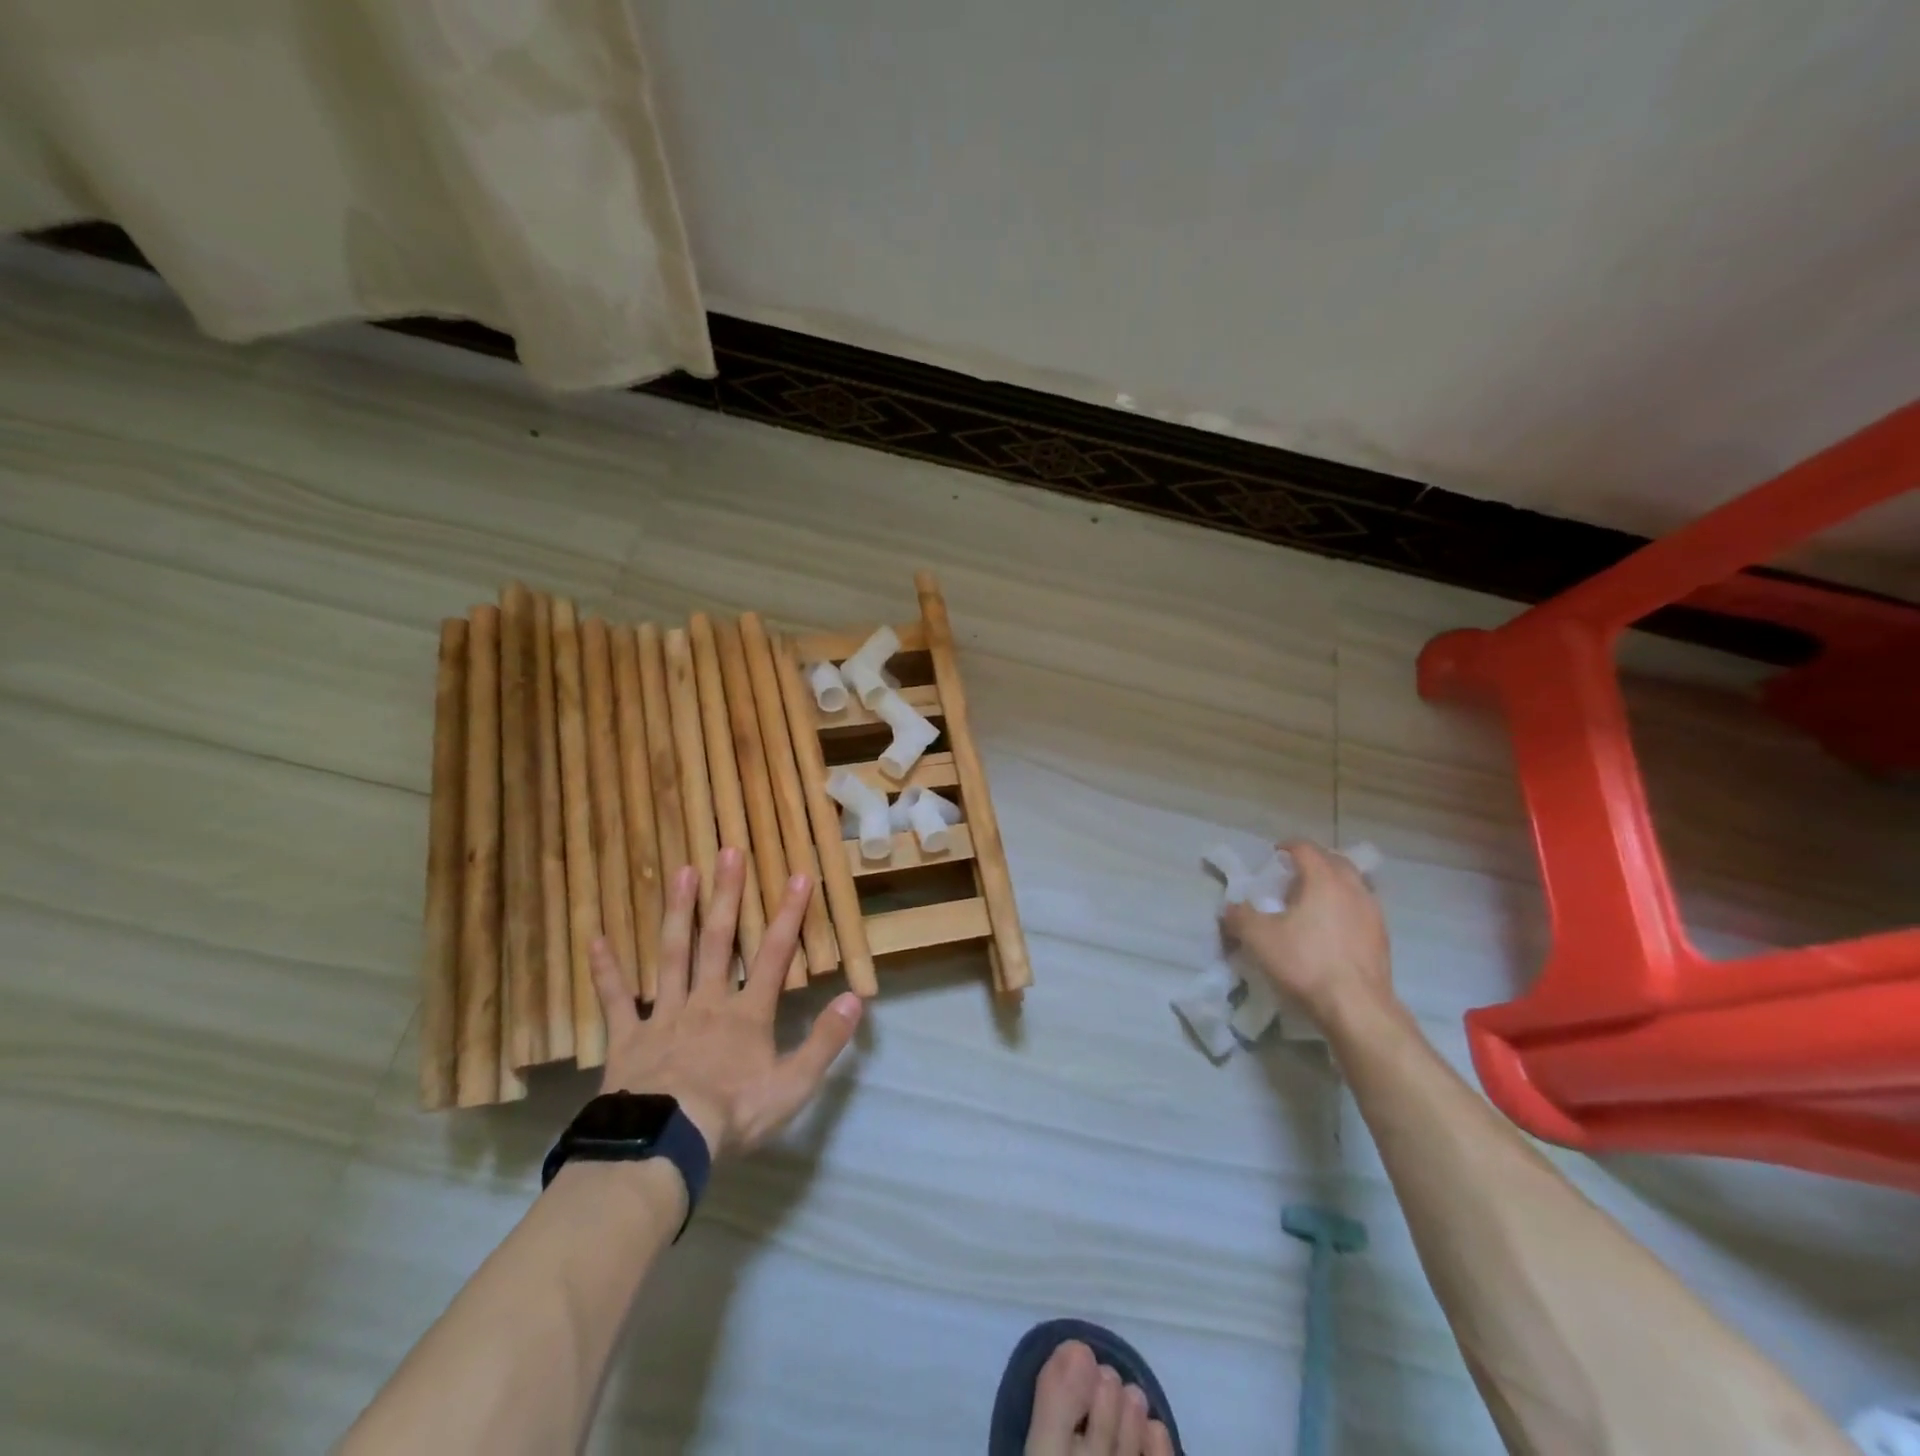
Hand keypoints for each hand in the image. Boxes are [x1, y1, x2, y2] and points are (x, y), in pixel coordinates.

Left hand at [587, 848, 863, 1160]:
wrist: (664, 1145)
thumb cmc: (732, 1115)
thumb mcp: (793, 1086)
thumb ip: (824, 1040)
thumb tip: (855, 998)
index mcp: (746, 1014)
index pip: (773, 955)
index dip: (788, 915)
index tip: (798, 876)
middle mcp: (706, 1002)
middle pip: (718, 940)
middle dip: (727, 895)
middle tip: (729, 852)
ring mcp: (663, 1016)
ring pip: (672, 955)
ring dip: (677, 913)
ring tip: (682, 872)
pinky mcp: (627, 1038)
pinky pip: (614, 1000)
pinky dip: (606, 970)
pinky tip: (596, 939)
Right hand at [1221, 840, 1393, 1026]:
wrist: (1357, 1008)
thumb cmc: (1306, 963)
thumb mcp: (1258, 938)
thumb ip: (1239, 916)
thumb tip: (1230, 908)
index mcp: (1324, 879)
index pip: (1306, 848)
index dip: (1287, 847)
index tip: (1274, 856)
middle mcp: (1353, 888)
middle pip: (1335, 861)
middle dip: (1314, 862)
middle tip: (1293, 876)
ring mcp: (1373, 913)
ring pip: (1353, 885)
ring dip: (1333, 885)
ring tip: (1313, 903)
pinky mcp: (1382, 938)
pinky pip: (1362, 909)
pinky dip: (1346, 908)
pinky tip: (1332, 930)